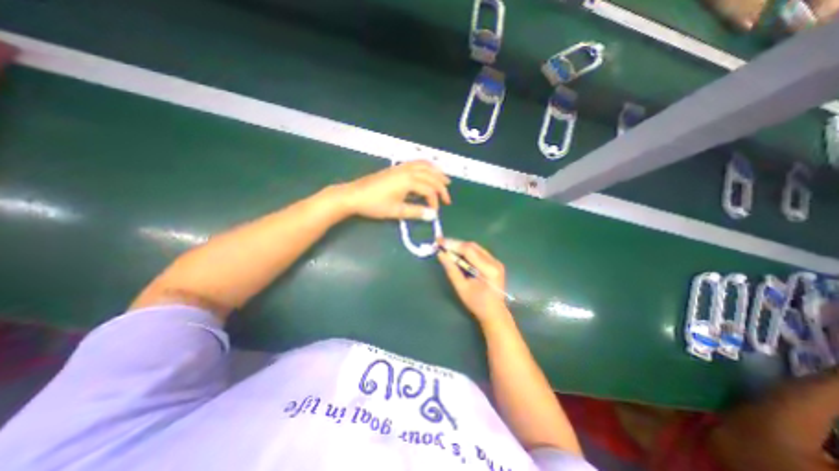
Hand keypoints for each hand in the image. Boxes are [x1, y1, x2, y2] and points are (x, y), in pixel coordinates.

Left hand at [339, 162, 452, 219]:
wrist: (354, 195)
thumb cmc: (375, 204)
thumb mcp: (396, 211)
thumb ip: (416, 212)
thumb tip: (433, 216)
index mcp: (409, 181)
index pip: (429, 190)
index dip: (435, 201)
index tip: (435, 212)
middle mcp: (407, 171)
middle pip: (430, 176)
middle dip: (441, 186)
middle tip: (447, 198)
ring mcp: (401, 167)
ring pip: (424, 166)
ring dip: (436, 173)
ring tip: (445, 180)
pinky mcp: (396, 168)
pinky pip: (416, 163)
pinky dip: (426, 166)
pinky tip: (427, 171)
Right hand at [439, 240, 510, 322]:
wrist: (495, 314)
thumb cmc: (477, 304)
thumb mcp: (461, 288)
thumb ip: (451, 270)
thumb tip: (441, 254)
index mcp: (489, 269)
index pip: (469, 250)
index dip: (453, 245)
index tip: (439, 242)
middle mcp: (495, 262)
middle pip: (473, 246)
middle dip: (456, 244)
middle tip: (441, 244)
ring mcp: (496, 261)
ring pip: (475, 248)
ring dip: (460, 247)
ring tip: (447, 248)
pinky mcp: (494, 263)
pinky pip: (478, 252)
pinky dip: (466, 251)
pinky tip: (457, 253)